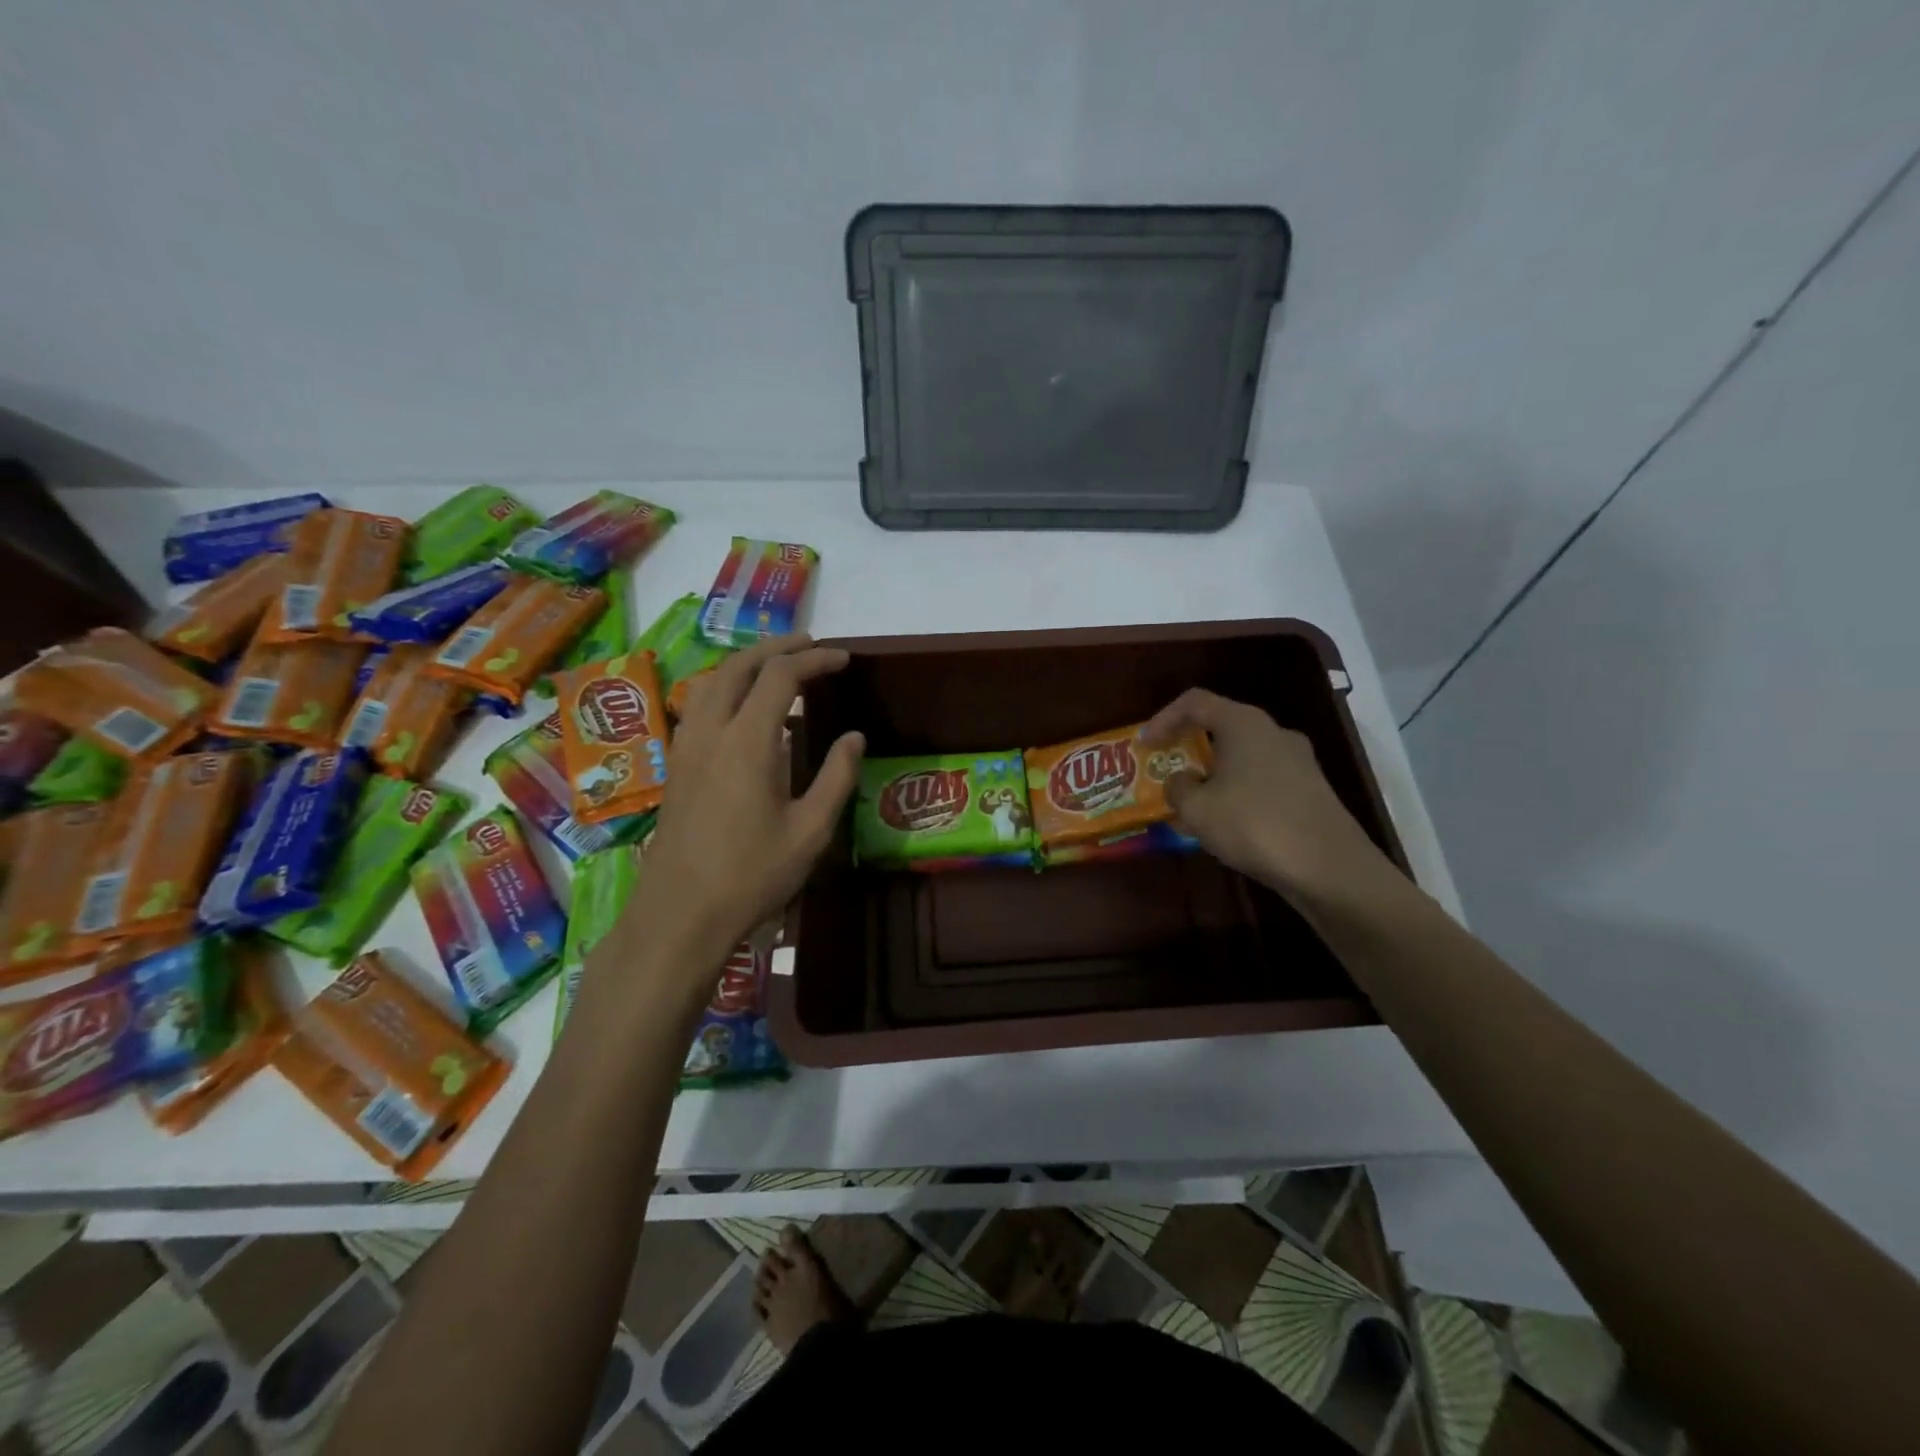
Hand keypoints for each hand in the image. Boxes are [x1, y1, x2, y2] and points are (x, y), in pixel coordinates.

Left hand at [610, 635, 863, 993]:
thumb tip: (854, 737)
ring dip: (746, 664)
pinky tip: (744, 711)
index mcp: (748, 741)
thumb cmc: (752, 875)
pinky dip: (727, 688)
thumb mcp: (811, 830)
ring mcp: (686, 747)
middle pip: (738, 665)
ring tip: (778, 668)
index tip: (844, 659)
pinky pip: (700, 706)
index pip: (781, 676)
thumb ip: (836, 777)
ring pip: (711, 681)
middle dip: (777, 646)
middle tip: (812, 646)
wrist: (680, 915)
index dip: (815, 659)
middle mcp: (711, 731)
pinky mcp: (676, 766)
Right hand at [1142, 688, 1390, 903]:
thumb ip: (1178, 788)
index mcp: (1244, 724)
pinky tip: (1226, 824)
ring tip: (1192, 804)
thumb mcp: (1197, 809)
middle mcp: (1274, 732)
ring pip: (1243, 757)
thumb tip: (1182, 781)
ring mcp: (1298, 761)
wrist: (1329, 867)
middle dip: (1189, 749)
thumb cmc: (1254, 825)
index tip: (1145, 745)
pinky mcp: (1311, 790)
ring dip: (1213, 774)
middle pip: (1221, 727)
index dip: (1163, 718)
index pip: (1195, 702)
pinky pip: (1262, 780)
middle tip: (1166, 771)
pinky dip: (1237, 792)